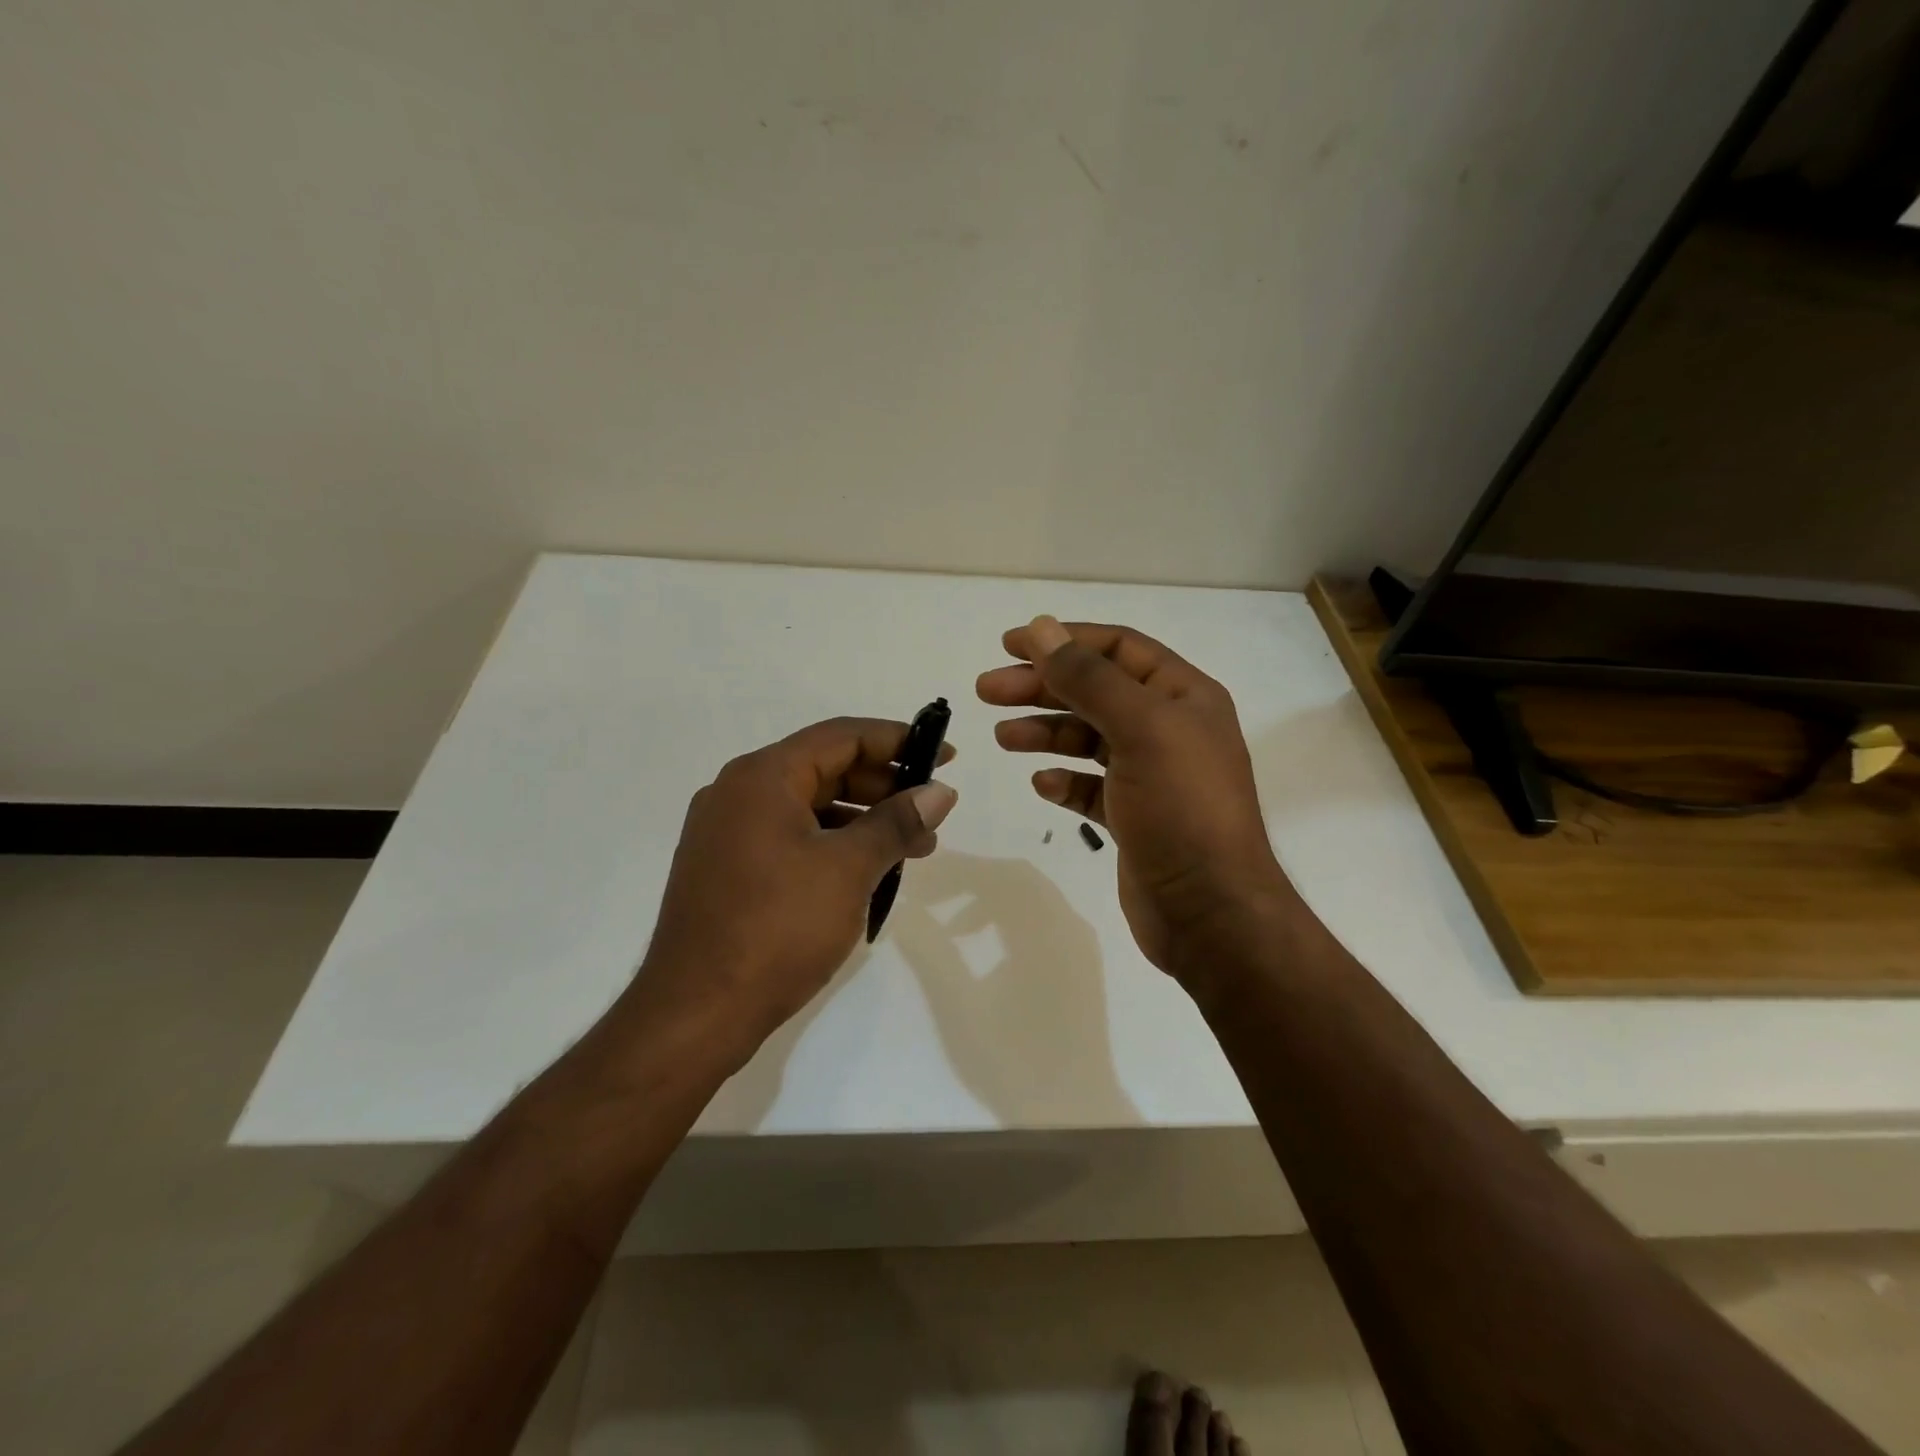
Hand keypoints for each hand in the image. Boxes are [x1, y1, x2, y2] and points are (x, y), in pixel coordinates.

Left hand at [628, 718, 957, 1064]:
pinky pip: (789, 836)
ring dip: (862, 819)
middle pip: (824, 768)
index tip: (944, 756)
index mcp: (762, 777)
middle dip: (883, 786)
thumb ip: (897, 822)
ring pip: (808, 806)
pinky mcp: (725, 868)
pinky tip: (865, 870)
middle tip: (931, 812)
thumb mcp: (849, 869)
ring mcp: (726, 832)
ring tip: (911, 849)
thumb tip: (940, 792)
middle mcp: (737, 792)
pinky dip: (831, 843)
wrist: (695, 1014)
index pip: (841, 736)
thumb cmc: (777, 929)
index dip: (898, 741)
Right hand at [977, 616, 1294, 976]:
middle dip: (1042, 687)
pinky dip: (1064, 780)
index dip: (1064, 640)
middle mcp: (1170, 729)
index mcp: (1183, 696)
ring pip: (1088, 739)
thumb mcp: (1139, 729)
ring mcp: (1152, 775)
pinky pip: (1091, 787)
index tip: (1009, 644)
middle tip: (987, 690)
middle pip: (1096, 691)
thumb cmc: (1181, 808)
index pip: (1117, 648)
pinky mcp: (1135, 816)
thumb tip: (1042, 628)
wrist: (1210, 911)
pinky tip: (1042, 784)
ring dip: (1045, 731)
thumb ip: (1088, 677)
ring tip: (1004, 737)